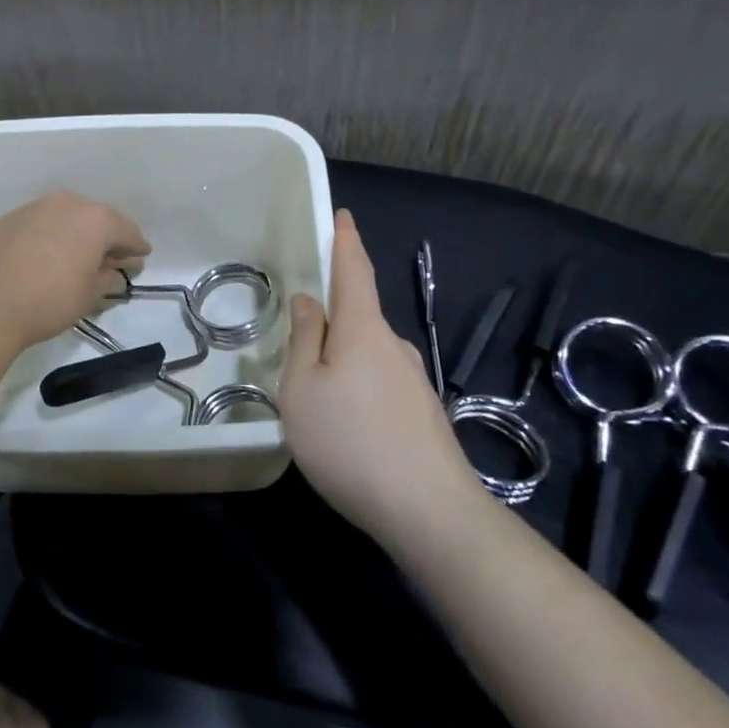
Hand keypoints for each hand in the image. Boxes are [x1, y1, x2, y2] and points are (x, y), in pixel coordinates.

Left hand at [0, 191, 150, 348]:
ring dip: (76, 234)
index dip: (137, 248)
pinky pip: (40, 224)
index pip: (128, 232)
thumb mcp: (89, 296)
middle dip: (107, 238)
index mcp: (96, 219)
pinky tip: (45, 256)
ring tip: (77, 257)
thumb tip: (117, 273)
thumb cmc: (49, 300)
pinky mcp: (9, 218)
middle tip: (111, 259)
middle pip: (97, 219)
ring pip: (66, 217)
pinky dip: (49, 236)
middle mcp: (68, 203)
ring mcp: (35, 207)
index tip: (141, 259)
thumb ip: (109, 279)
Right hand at [278, 210, 483, 547]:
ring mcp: (413, 380)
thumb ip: (304, 341)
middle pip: (359, 315)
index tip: (341, 215)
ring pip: (368, 355)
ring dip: (342, 361)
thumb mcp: (303, 390)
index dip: (346, 240)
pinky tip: (345, 426)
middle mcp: (394, 345)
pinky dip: (357, 388)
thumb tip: (310, 301)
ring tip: (314, 396)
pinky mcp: (422, 414)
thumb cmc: (351, 441)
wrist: (430, 512)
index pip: (355, 269)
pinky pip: (380, 384)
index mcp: (364, 329)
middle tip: (298, 339)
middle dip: (331, 317)